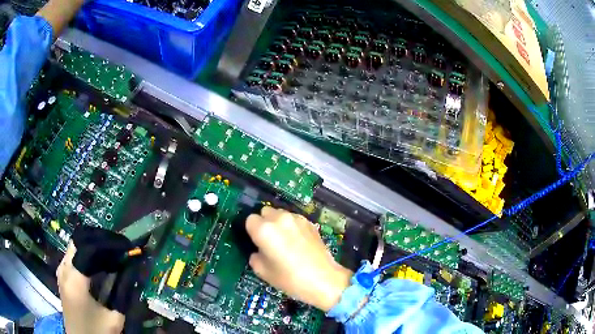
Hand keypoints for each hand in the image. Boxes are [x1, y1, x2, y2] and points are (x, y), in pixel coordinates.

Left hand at [56, 242, 124, 333]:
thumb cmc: (97, 332)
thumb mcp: (114, 317)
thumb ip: (122, 291)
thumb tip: (133, 266)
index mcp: (75, 280)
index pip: (90, 247)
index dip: (110, 243)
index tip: (127, 246)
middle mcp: (64, 269)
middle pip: (81, 239)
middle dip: (102, 239)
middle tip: (121, 247)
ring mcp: (61, 269)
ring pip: (77, 244)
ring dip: (95, 244)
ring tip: (113, 253)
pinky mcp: (62, 273)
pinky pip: (74, 253)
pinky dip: (88, 252)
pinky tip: (100, 263)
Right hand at [246, 207, 352, 311]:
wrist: (324, 280)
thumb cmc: (290, 279)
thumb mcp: (263, 272)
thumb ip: (255, 256)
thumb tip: (258, 250)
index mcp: (264, 230)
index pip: (250, 220)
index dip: (252, 231)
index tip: (257, 243)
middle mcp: (279, 218)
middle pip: (265, 212)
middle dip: (264, 223)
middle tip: (269, 241)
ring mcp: (296, 219)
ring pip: (280, 214)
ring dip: (278, 223)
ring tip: (285, 241)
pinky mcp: (310, 222)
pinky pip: (294, 219)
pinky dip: (291, 226)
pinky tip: (298, 242)